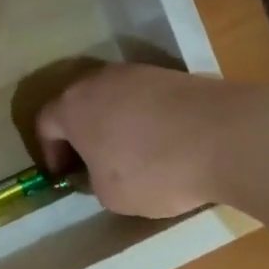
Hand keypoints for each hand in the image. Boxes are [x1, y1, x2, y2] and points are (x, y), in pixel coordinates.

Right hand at [35, 64, 236, 218]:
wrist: (224, 136)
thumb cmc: (152, 170)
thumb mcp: (111, 195)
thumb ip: (94, 180)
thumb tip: (101, 171)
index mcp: (73, 106)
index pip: (44, 122)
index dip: (49, 151)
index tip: (63, 174)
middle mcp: (99, 80)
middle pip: (79, 103)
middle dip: (81, 132)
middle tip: (92, 161)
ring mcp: (138, 73)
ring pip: (114, 97)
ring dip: (115, 122)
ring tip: (131, 153)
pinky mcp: (172, 75)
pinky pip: (146, 98)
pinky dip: (146, 118)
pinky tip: (164, 142)